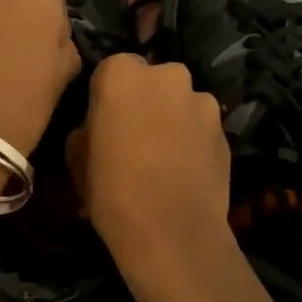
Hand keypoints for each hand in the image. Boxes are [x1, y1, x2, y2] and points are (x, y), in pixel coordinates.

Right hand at [69, 54, 238, 301]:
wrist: (171, 232)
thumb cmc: (111, 189)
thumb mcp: (75, 156)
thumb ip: (89, 125)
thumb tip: (99, 124)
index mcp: (122, 73)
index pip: (112, 70)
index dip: (107, 97)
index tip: (104, 122)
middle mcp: (167, 75)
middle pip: (152, 81)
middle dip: (145, 100)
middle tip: (135, 136)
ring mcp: (201, 100)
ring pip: (180, 102)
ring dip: (172, 119)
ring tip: (163, 157)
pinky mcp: (225, 129)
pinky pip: (201, 127)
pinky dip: (193, 140)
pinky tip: (184, 170)